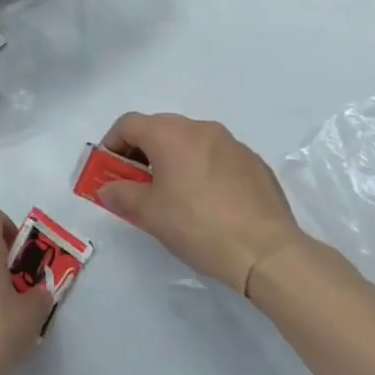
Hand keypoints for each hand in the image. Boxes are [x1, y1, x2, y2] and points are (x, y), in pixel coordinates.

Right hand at [95, 112, 309, 294]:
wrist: (266, 251)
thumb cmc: (198, 225)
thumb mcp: (149, 214)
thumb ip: (121, 195)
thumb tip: (108, 188)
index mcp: (171, 134)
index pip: (128, 124)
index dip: (112, 144)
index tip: (109, 170)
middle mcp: (201, 128)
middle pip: (160, 128)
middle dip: (142, 151)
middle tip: (138, 184)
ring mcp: (232, 144)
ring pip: (191, 141)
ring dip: (174, 159)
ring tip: (174, 195)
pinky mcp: (254, 163)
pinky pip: (217, 157)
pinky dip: (203, 169)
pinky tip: (208, 202)